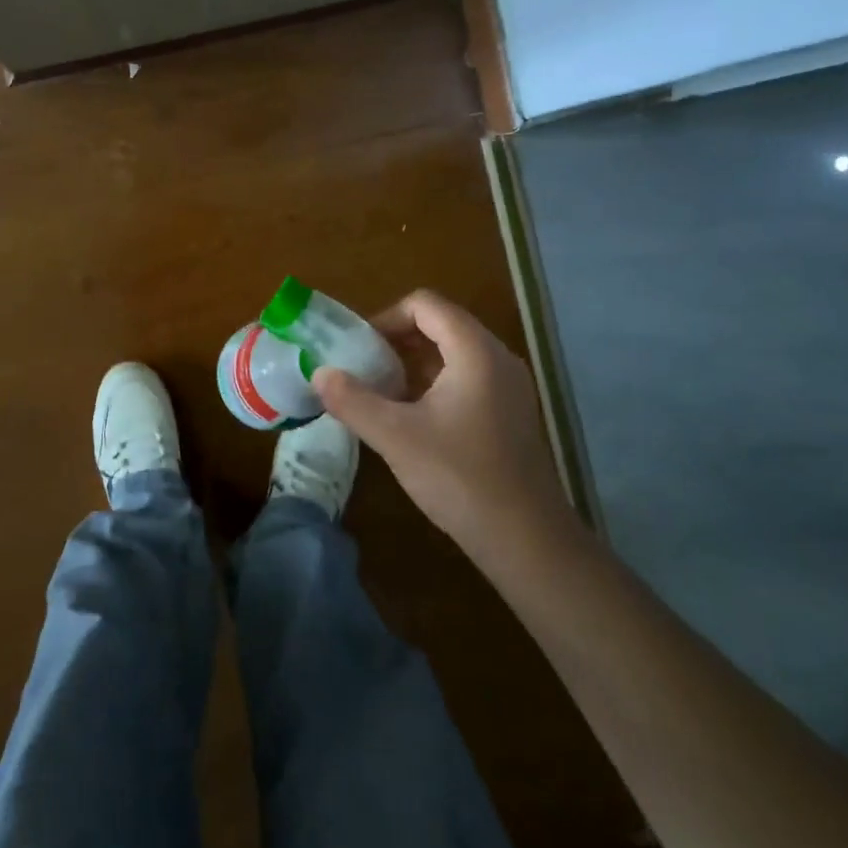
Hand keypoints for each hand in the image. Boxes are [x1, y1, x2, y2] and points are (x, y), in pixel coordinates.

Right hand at [311, 290, 576, 562]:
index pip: (425, 305)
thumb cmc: (460, 477)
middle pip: (441, 324)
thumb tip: (319, 374)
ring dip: (414, 364)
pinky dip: (435, 384)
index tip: (359, 348)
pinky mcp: (511, 414)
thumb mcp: (395, 437)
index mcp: (475, 351)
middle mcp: (497, 358)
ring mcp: (509, 387)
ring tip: (382, 393)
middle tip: (364, 368)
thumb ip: (353, 400)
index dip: (386, 317)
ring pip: (454, 353)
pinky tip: (412, 419)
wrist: (528, 542)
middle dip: (397, 340)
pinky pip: (467, 378)